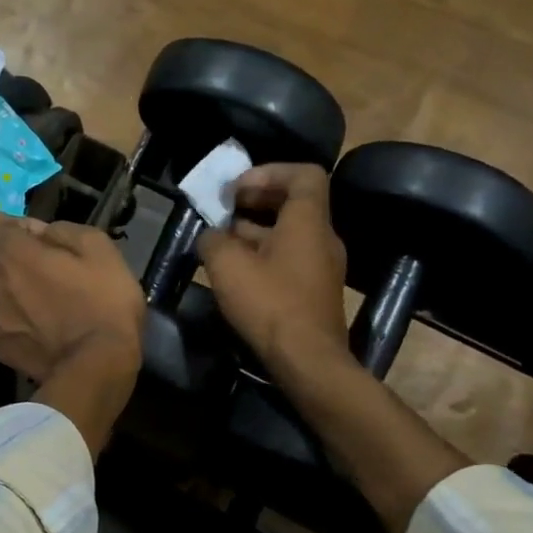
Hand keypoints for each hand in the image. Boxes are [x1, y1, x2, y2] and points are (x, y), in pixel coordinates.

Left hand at [0, 214, 144, 382]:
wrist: (96, 367)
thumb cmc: (103, 303)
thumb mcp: (99, 248)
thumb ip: (62, 230)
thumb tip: (41, 233)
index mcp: (12, 252)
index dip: (16, 227)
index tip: (41, 241)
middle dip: (9, 256)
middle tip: (44, 271)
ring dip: (6, 287)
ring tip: (39, 303)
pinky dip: (10, 318)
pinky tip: (36, 329)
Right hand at [197, 163, 350, 372]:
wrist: (308, 361)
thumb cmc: (270, 304)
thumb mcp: (228, 267)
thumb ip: (213, 241)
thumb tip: (210, 236)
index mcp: (308, 221)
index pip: (303, 174)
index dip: (269, 172)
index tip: (237, 189)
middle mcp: (322, 238)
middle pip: (294, 204)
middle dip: (256, 201)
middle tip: (224, 210)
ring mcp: (322, 267)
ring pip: (289, 234)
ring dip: (256, 231)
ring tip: (221, 242)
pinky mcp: (315, 293)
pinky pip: (290, 259)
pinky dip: (264, 256)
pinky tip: (238, 273)